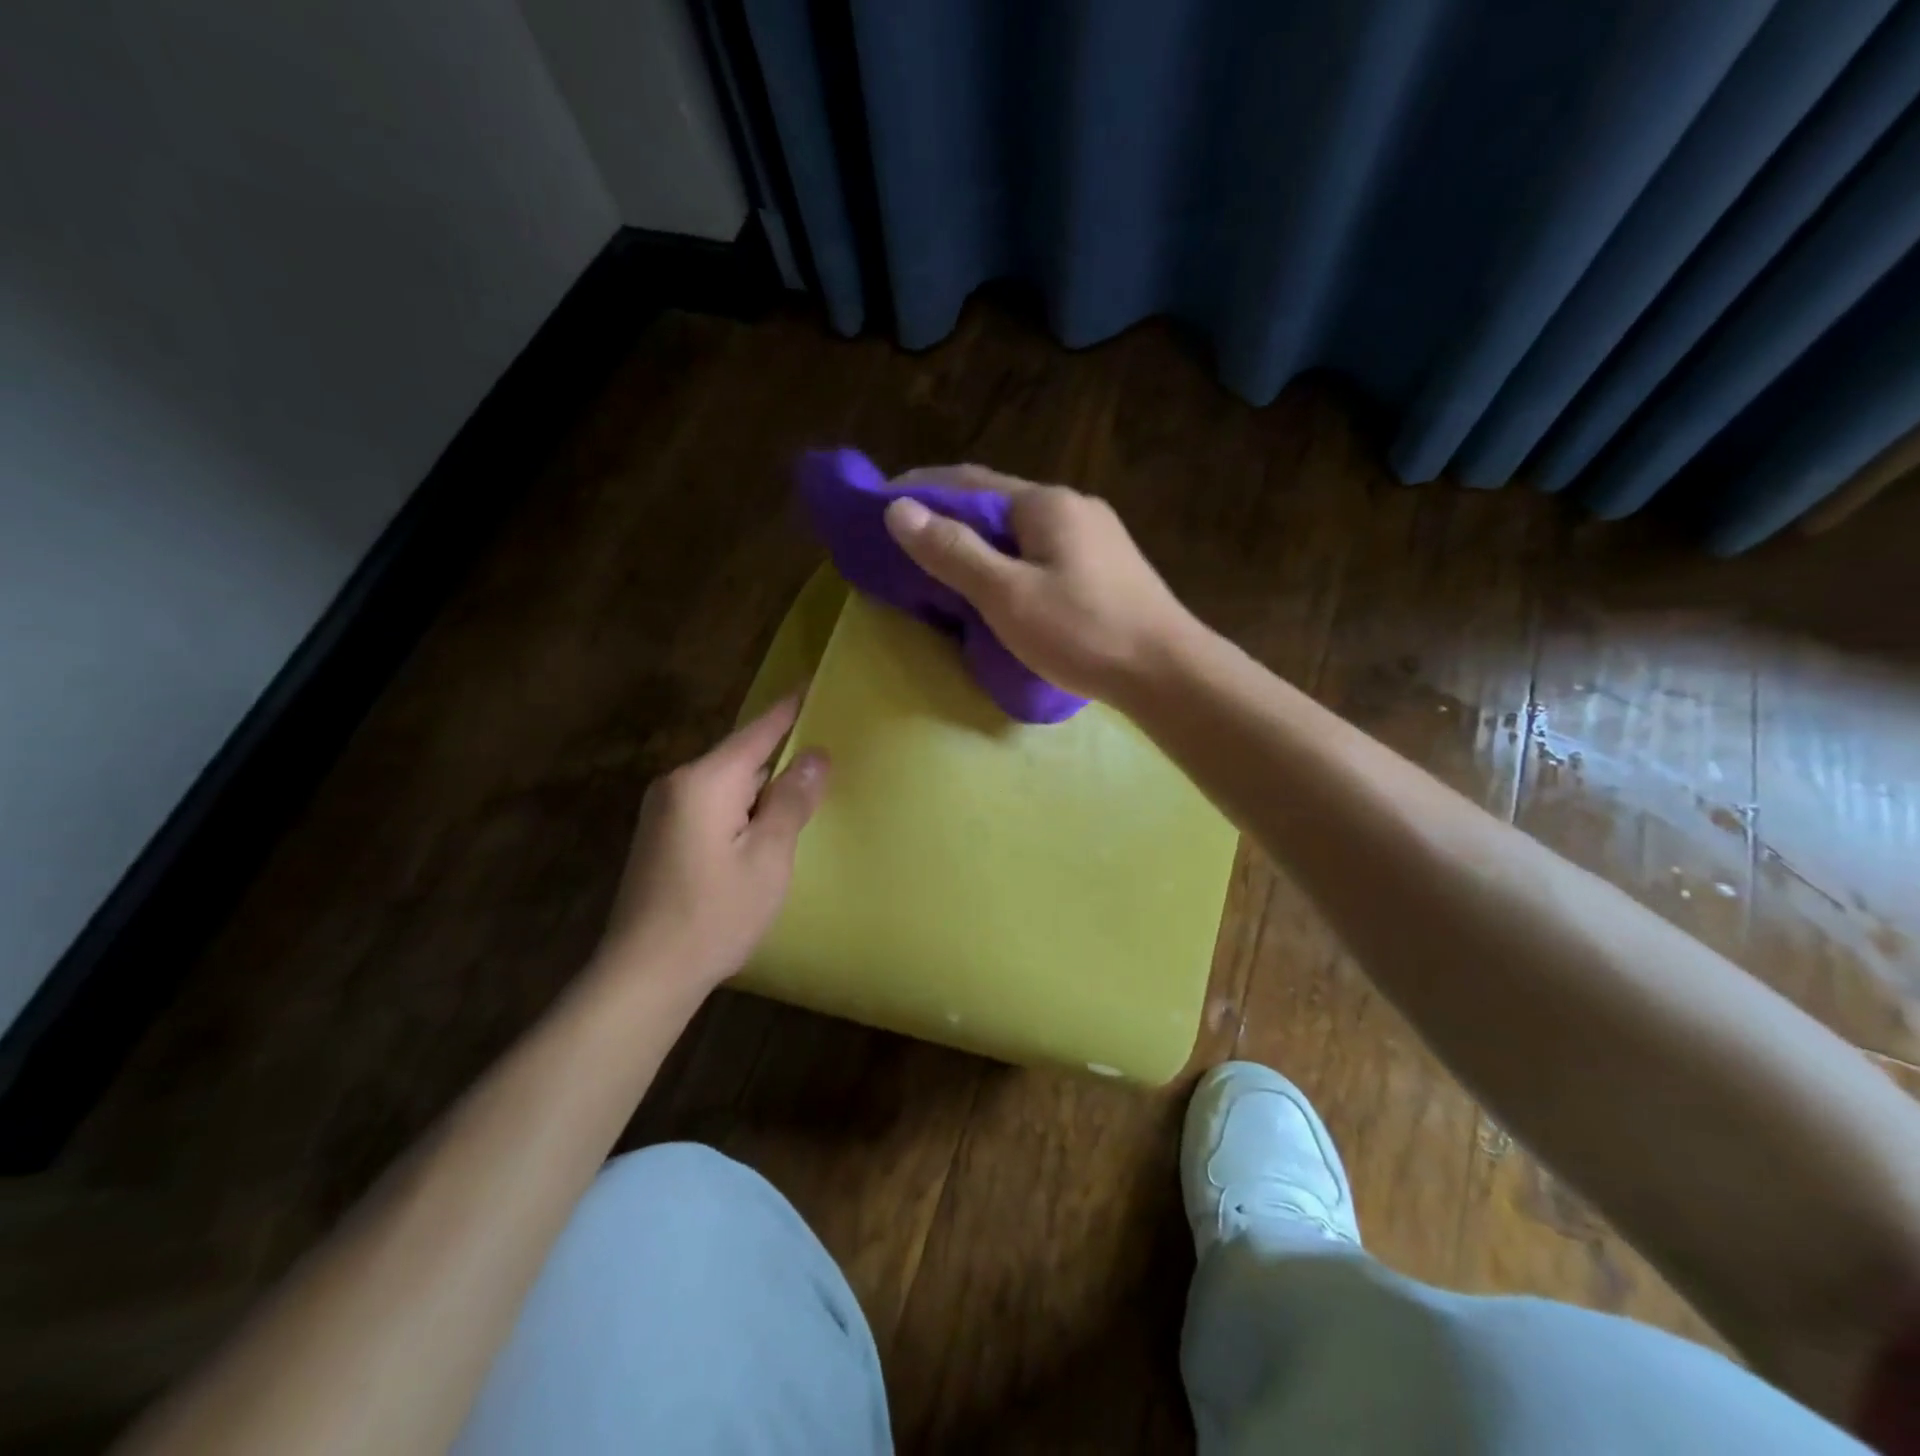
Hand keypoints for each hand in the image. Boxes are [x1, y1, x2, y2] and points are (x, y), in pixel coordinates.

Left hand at [598, 696, 828, 992]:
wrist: (644, 974)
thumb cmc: (714, 915)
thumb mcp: (768, 858)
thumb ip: (791, 801)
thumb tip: (815, 756)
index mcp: (704, 781)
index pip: (757, 732)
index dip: (788, 710)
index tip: (810, 684)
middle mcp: (677, 784)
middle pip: (740, 758)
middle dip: (779, 755)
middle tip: (822, 752)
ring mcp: (663, 811)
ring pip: (725, 784)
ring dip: (760, 788)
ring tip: (801, 791)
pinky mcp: (660, 836)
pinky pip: (710, 805)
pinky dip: (740, 808)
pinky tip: (761, 828)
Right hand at [885, 465, 1193, 704]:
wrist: (1167, 672)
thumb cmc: (1083, 632)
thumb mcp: (1007, 595)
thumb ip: (954, 551)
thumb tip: (899, 510)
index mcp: (1046, 504)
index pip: (969, 482)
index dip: (921, 489)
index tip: (880, 503)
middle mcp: (1072, 507)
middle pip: (996, 503)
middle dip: (948, 515)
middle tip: (906, 540)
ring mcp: (1094, 537)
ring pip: (1020, 530)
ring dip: (979, 540)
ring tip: (943, 563)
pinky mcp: (1105, 568)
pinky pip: (1041, 552)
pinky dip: (1007, 559)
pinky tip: (998, 584)